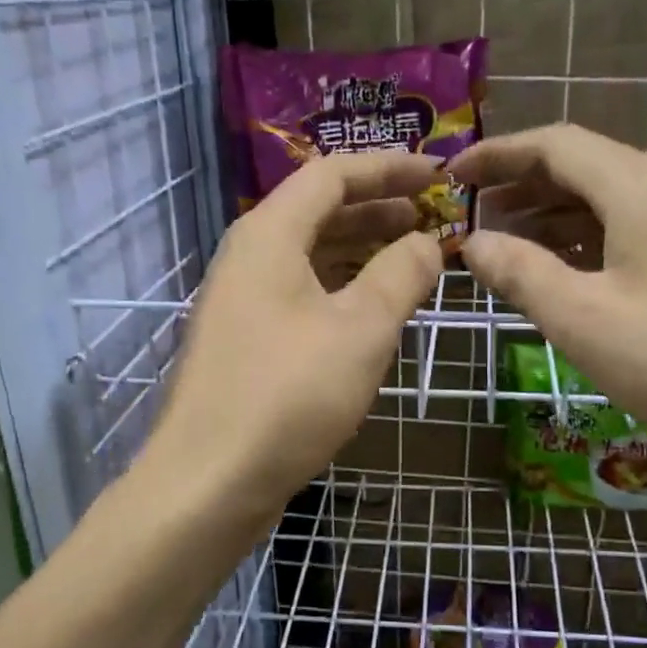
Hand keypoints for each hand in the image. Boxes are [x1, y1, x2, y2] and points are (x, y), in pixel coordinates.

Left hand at [144, 152, 443, 523]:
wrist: (209, 480)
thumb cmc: (289, 395)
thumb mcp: (362, 329)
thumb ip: (401, 274)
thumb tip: (427, 242)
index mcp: (269, 235)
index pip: (332, 175)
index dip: (388, 167)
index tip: (438, 173)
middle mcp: (249, 257)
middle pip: (318, 211)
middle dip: (378, 207)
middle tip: (432, 215)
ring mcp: (242, 301)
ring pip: (310, 255)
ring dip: (361, 249)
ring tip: (412, 256)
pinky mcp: (246, 341)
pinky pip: (301, 293)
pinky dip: (342, 288)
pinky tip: (373, 309)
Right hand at [449, 124, 646, 480]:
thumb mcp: (583, 319)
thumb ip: (521, 274)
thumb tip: (474, 243)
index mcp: (638, 189)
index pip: (555, 145)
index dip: (498, 153)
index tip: (453, 176)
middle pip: (583, 166)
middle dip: (521, 184)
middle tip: (473, 213)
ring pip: (607, 201)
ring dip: (551, 214)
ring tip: (505, 243)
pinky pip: (630, 231)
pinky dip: (584, 241)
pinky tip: (564, 274)